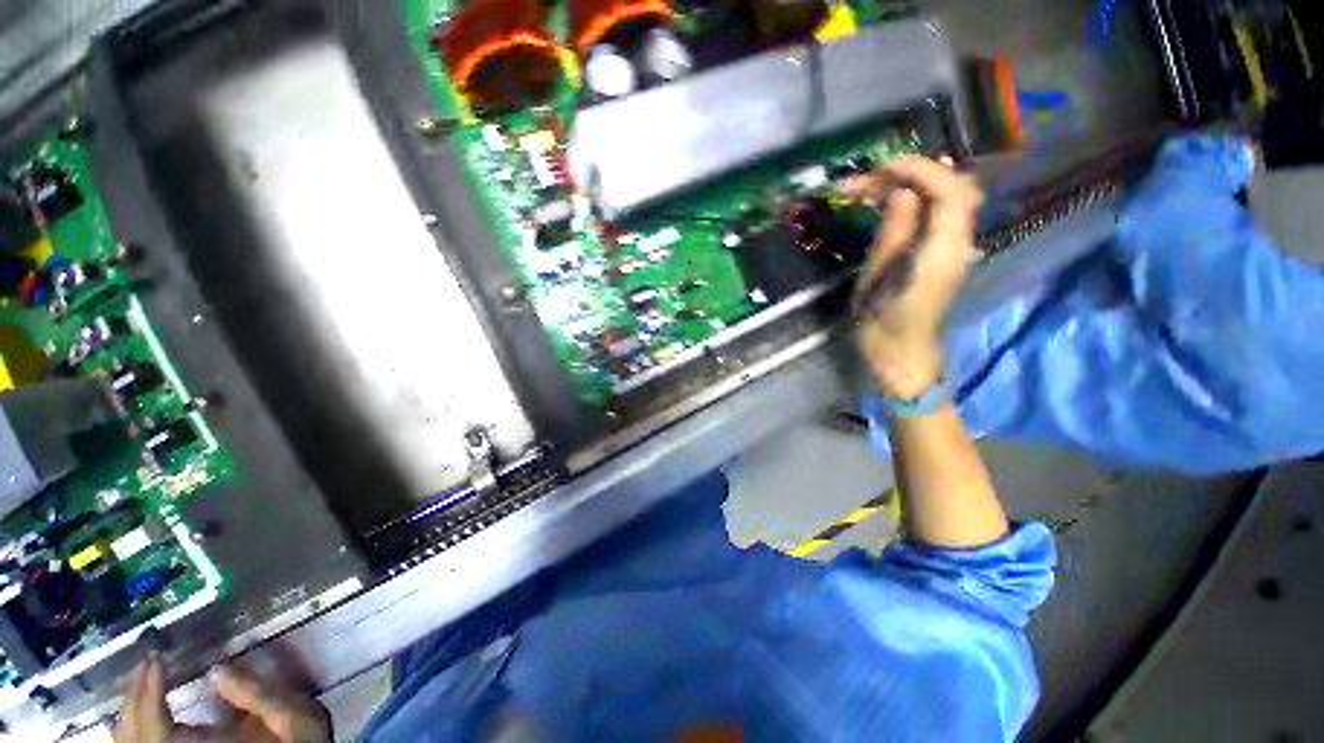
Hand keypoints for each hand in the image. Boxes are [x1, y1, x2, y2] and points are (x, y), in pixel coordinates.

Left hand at [115, 656, 331, 742]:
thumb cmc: (300, 739)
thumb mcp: (292, 716)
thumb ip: (259, 695)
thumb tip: (217, 669)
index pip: (157, 730)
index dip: (149, 695)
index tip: (155, 658)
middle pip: (138, 737)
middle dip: (137, 696)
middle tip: (149, 658)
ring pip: (134, 742)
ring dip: (132, 709)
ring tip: (145, 674)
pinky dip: (134, 724)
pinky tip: (139, 705)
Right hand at [841, 157, 981, 399]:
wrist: (898, 348)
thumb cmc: (883, 320)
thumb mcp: (879, 276)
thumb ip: (894, 231)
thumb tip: (900, 192)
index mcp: (945, 249)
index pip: (950, 191)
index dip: (920, 170)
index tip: (883, 167)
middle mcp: (957, 240)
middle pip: (949, 188)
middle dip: (909, 174)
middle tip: (868, 180)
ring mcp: (951, 245)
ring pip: (939, 199)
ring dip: (905, 186)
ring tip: (865, 190)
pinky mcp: (938, 250)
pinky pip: (930, 214)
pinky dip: (907, 201)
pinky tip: (881, 203)